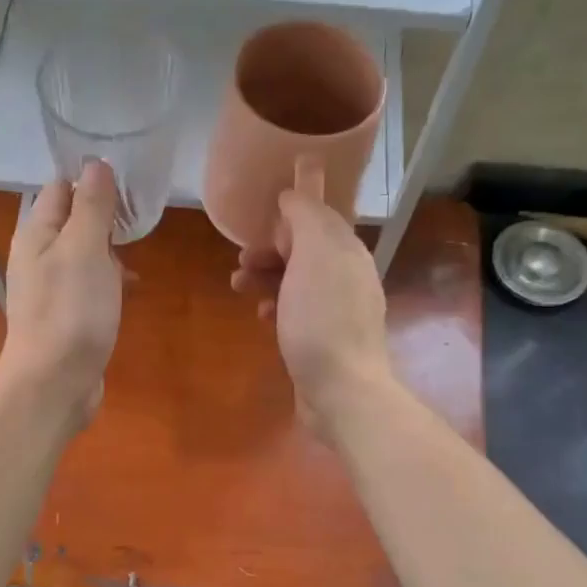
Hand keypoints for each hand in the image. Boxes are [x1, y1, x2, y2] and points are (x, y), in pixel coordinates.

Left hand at [0, 160, 122, 429]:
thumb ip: (92, 206)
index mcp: (36, 234)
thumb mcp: (85, 249)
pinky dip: (108, 280)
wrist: (54, 383)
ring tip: (137, 252)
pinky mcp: (66, 316)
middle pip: (72, 221)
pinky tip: (129, 288)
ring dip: (109, 250)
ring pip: (83, 254)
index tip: (129, 183)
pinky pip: (88, 285)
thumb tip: (96, 164)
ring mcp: (51, 289)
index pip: (60, 188)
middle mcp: (38, 257)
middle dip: (105, 216)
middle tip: (139, 218)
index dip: (91, 180)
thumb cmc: (71, 311)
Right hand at [231, 159, 391, 438]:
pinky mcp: (325, 340)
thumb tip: (293, 195)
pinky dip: (276, 306)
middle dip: (271, 249)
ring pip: (297, 280)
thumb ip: (306, 216)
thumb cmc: (322, 319)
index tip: (258, 222)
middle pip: (305, 249)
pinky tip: (261, 317)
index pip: (319, 217)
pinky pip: (297, 311)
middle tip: (241, 260)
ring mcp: (338, 311)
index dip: (288, 215)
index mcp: (348, 251)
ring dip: (266, 277)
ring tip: (238, 286)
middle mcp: (348, 276)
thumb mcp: (314, 254)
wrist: (341, 390)